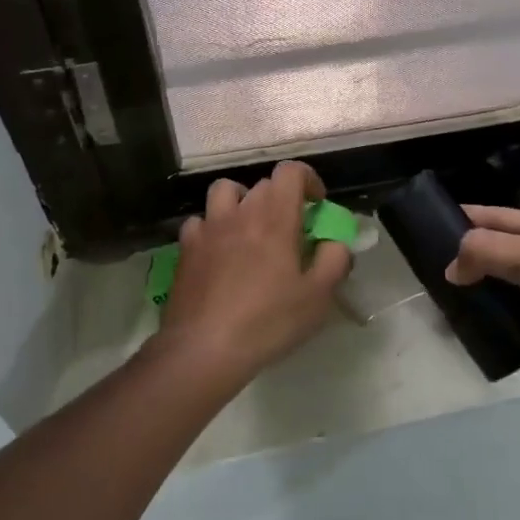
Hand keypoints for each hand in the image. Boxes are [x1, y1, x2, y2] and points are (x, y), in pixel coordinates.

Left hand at [155, 161, 351, 390]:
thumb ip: (335, 260)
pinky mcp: (185, 249)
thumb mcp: (318, 297)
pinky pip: (200, 222)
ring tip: (250, 229)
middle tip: (290, 229)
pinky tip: (218, 253)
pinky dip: (212, 228)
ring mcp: (208, 228)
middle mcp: (240, 212)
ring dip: (242, 201)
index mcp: (275, 217)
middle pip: (262, 184)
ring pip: (225, 192)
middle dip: (281, 198)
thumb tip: (334, 242)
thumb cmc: (268, 321)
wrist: (203, 348)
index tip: (317, 205)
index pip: (290, 171)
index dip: (307, 180)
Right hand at [444, 205, 519, 416]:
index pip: (498, 218)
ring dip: (472, 301)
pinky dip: (487, 337)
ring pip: (498, 298)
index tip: (426, 225)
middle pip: (495, 257)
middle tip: (422, 271)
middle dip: (463, 261)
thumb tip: (452, 268)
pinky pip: (507, 337)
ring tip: (434, 305)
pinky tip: (460, 338)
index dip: (465, 218)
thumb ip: (486, 251)